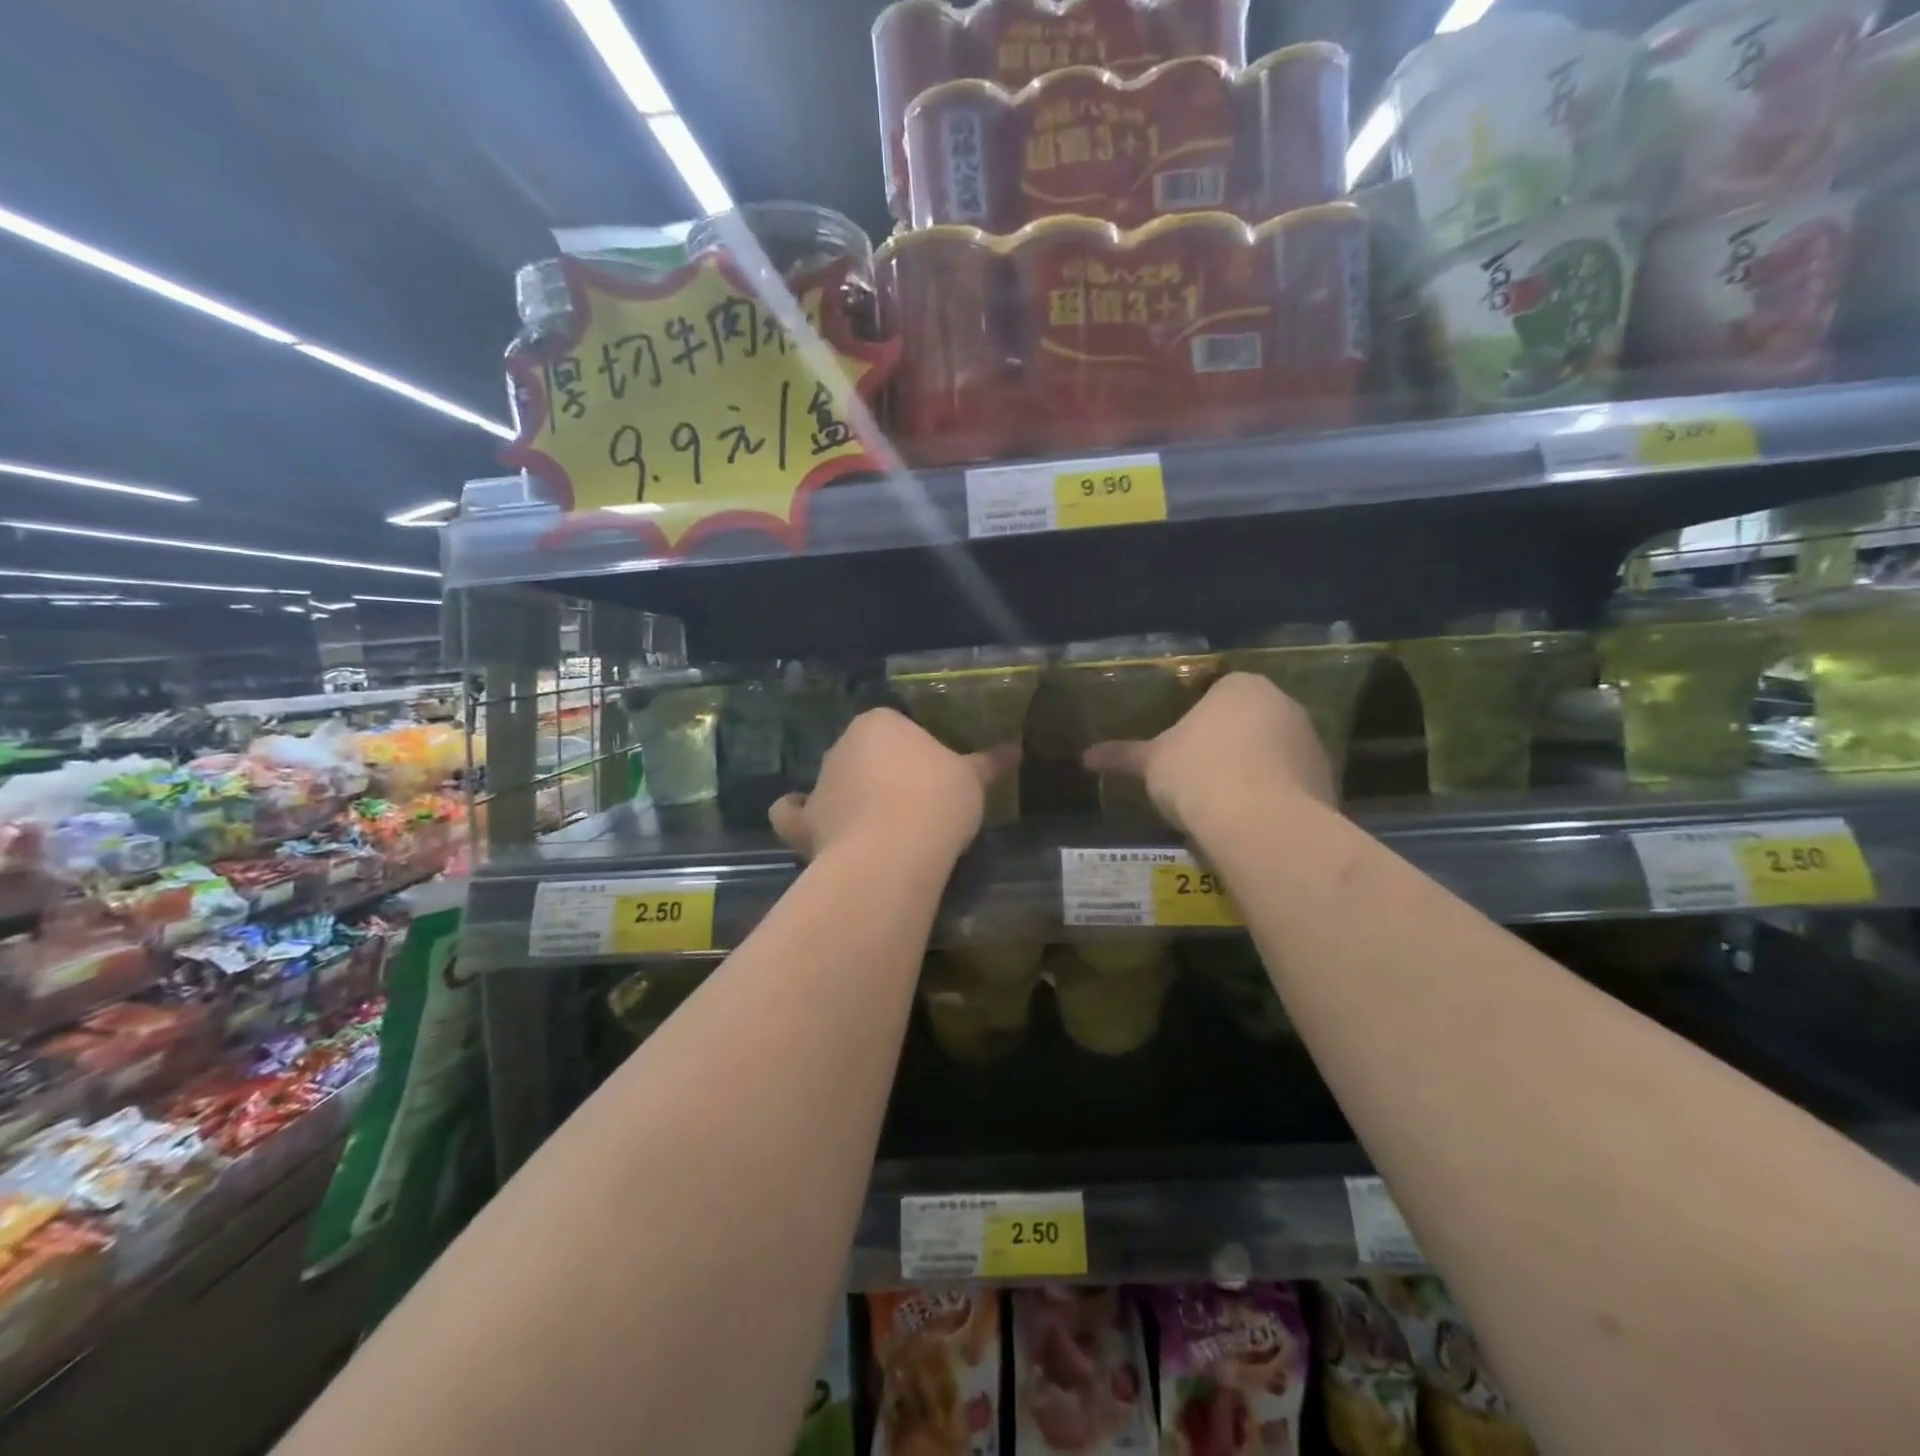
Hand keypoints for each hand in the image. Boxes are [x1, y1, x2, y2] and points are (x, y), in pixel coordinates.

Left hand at [770, 708, 1017, 862]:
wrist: (894, 851)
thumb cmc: (937, 800)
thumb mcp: (972, 780)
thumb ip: (990, 763)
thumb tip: (1016, 749)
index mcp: (880, 723)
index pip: (897, 727)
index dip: (916, 752)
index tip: (935, 778)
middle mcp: (842, 746)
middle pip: (863, 754)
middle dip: (881, 773)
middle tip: (912, 803)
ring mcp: (819, 784)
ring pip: (834, 783)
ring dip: (848, 797)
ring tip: (876, 826)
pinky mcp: (803, 824)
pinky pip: (794, 815)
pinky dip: (800, 819)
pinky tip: (814, 828)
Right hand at [1082, 672, 1332, 833]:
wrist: (1259, 822)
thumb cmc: (1197, 773)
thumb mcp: (1151, 763)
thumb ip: (1122, 756)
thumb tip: (1086, 756)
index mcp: (1240, 686)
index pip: (1216, 693)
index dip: (1196, 722)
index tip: (1181, 752)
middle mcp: (1283, 703)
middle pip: (1249, 721)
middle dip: (1228, 745)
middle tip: (1199, 778)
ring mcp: (1311, 741)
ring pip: (1273, 752)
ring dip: (1254, 771)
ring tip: (1224, 806)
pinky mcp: (1328, 780)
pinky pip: (1292, 784)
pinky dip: (1274, 797)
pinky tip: (1251, 821)